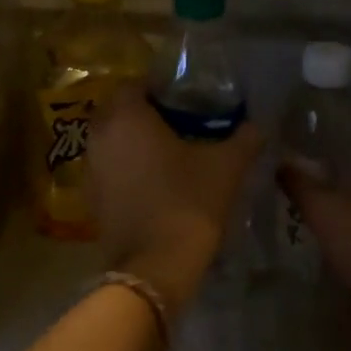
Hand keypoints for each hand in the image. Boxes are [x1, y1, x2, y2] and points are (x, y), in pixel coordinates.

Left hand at [85, 85, 263, 311]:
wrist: (157, 266)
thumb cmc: (189, 202)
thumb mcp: (227, 166)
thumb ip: (245, 137)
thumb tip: (259, 124)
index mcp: (127, 117)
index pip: (134, 84)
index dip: (159, 89)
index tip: (185, 101)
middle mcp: (100, 136)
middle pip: (119, 111)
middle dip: (144, 114)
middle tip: (179, 124)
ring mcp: (91, 169)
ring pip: (111, 141)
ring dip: (133, 141)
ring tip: (168, 153)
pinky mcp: (91, 199)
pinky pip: (109, 169)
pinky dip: (126, 168)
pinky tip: (154, 182)